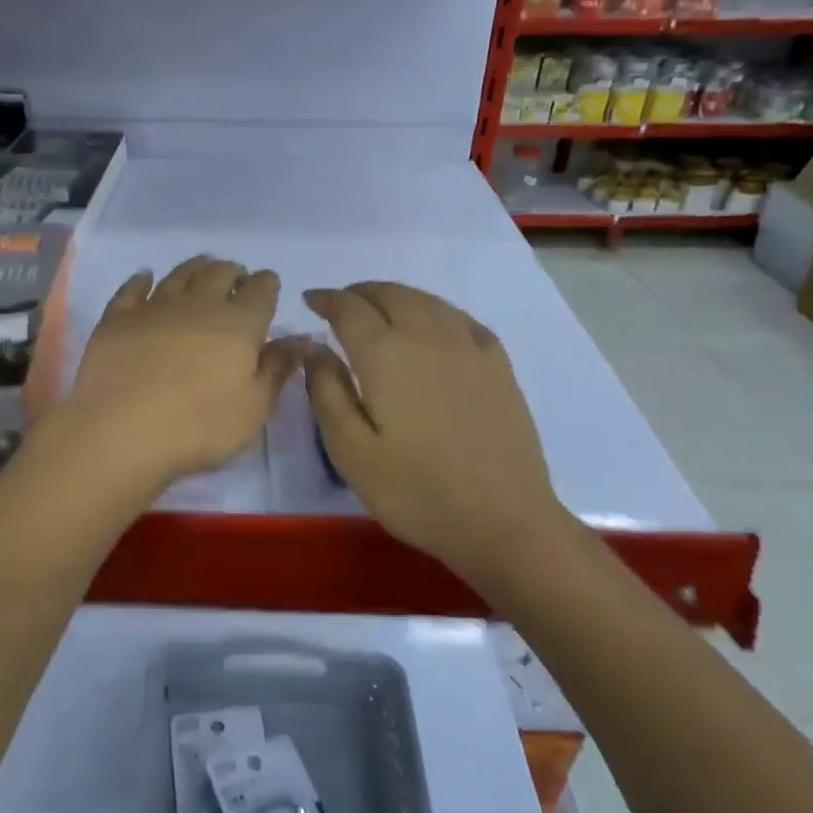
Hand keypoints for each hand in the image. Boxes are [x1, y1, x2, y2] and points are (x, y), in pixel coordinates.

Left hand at [58, 256, 306, 491]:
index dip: (267, 284)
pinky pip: (132, 289)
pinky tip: (146, 276)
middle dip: (233, 272)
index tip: (269, 285)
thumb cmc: (199, 427)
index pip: (261, 291)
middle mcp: (198, 304)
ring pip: (180, 275)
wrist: (120, 431)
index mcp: (239, 324)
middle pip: (220, 274)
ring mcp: (154, 307)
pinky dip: (142, 279)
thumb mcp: (254, 408)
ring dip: (196, 267)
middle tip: (236, 277)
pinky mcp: (117, 319)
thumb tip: (302, 339)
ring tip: (203, 266)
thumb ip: (278, 369)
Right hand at [303, 282, 571, 587]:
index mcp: (385, 353)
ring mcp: (468, 347)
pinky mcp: (498, 365)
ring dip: (397, 296)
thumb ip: (327, 391)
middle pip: (390, 295)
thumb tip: (314, 348)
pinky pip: (461, 320)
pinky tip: (434, 326)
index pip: (348, 308)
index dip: (326, 299)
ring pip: (427, 301)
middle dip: (360, 293)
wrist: (502, 519)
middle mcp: (427, 335)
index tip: (310, 300)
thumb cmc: (415, 490)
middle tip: (342, 304)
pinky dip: (437, 312)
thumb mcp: (351, 450)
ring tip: (381, 308)